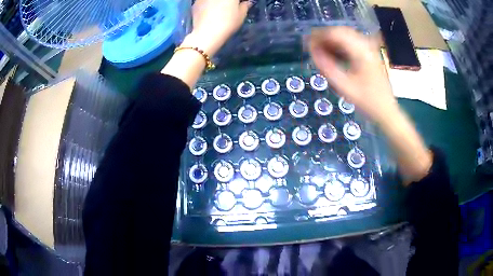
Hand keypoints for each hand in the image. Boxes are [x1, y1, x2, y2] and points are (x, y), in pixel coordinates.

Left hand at [185, 0, 251, 55]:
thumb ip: (245, 6)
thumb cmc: (228, 23)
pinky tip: (209, 12)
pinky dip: (208, 4)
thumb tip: (246, 2)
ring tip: (219, 9)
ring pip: (212, 0)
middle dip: (228, 2)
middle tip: (231, 7)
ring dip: (217, 3)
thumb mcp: (241, 15)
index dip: (239, 2)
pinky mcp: (195, 3)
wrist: (206, 34)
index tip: (241, 4)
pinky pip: (204, 1)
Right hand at [309, 27, 397, 123]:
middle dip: (325, 37)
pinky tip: (334, 54)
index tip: (307, 44)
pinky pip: (352, 43)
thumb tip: (312, 52)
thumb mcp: (344, 87)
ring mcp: (370, 49)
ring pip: (346, 36)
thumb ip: (327, 68)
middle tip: (312, 47)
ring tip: (321, 51)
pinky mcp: (370, 54)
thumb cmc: (367, 101)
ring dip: (332, 41)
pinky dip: (341, 45)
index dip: (319, 36)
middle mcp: (366, 46)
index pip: (336, 34)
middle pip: (341, 32)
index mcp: (361, 52)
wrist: (386, 110)